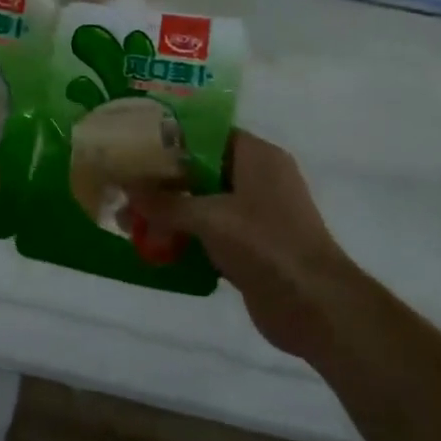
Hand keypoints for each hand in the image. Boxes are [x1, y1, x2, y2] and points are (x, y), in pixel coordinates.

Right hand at [127, 132, 350, 354]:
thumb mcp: (209, 217)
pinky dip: (185, 236)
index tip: (133, 144)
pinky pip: (209, 232)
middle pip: (200, 168)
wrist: (316, 308)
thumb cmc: (266, 245)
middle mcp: (258, 178)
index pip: (205, 132)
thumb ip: (165, 202)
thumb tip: (125, 189)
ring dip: (169, 211)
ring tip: (130, 221)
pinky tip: (153, 245)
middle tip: (124, 187)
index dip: (169, 137)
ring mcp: (256, 214)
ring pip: (202, 202)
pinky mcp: (251, 246)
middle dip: (162, 181)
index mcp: (256, 156)